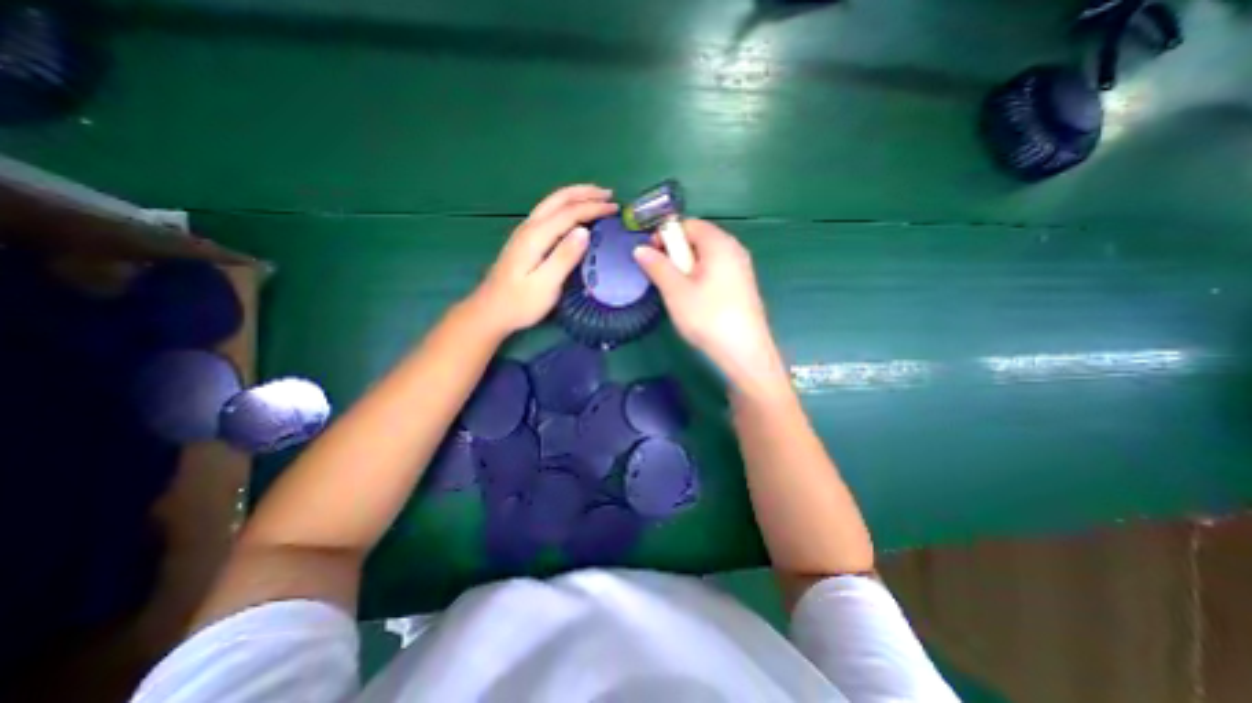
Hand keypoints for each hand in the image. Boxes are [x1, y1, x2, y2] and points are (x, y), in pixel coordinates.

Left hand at [472, 185, 618, 336]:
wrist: (490, 311)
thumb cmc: (520, 303)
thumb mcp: (546, 284)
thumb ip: (564, 257)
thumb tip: (585, 231)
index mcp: (536, 236)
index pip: (569, 212)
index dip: (593, 208)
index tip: (615, 209)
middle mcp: (529, 227)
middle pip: (558, 199)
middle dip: (585, 193)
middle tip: (609, 194)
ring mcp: (524, 231)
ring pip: (552, 203)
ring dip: (575, 196)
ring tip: (596, 197)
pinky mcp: (525, 239)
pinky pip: (549, 212)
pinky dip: (566, 206)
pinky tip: (575, 213)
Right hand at [630, 220, 785, 391]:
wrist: (745, 352)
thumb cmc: (707, 317)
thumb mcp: (676, 291)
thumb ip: (657, 266)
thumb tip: (640, 249)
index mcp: (719, 243)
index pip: (688, 224)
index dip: (665, 235)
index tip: (651, 256)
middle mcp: (734, 249)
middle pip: (698, 239)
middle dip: (675, 253)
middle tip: (663, 277)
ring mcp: (741, 268)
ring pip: (706, 257)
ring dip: (686, 268)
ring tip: (676, 291)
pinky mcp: (742, 286)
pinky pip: (716, 271)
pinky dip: (700, 278)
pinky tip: (695, 300)